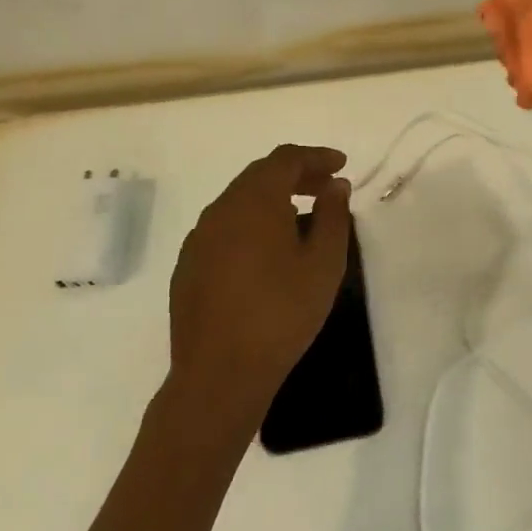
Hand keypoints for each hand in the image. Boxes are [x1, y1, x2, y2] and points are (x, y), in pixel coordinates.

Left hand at [166, 145, 352, 433]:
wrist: (220, 373)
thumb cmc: (282, 314)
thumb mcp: (324, 264)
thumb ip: (333, 217)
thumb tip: (335, 186)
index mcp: (254, 201)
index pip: (286, 159)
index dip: (316, 157)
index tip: (342, 165)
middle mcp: (220, 210)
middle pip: (260, 175)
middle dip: (296, 175)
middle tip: (327, 188)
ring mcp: (199, 238)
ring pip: (239, 201)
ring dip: (273, 199)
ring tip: (302, 216)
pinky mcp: (188, 265)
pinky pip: (225, 228)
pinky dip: (252, 223)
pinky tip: (267, 250)